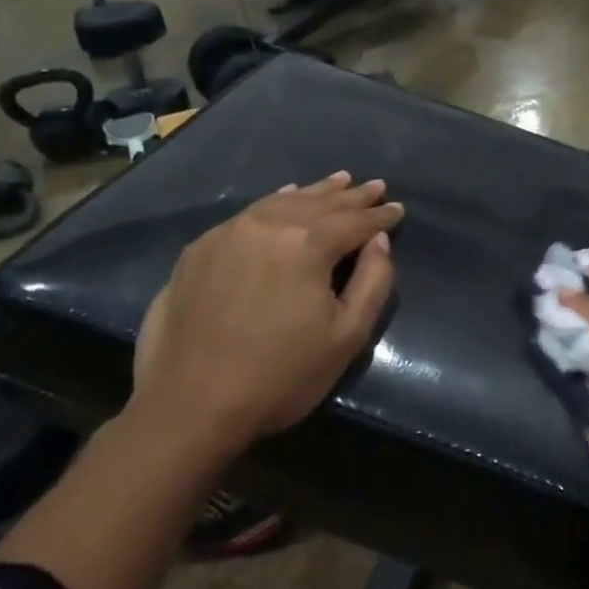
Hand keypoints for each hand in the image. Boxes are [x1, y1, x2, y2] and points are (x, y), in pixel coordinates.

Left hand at [130, 172, 403, 456]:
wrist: (188, 406)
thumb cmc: (280, 375)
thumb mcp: (347, 336)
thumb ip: (373, 281)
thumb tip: (378, 240)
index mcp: (307, 244)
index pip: (355, 221)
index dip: (380, 215)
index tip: (399, 208)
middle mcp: (267, 225)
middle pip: (320, 204)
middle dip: (351, 196)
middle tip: (375, 186)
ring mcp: (228, 234)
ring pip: (282, 202)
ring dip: (315, 193)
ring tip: (338, 181)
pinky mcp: (198, 250)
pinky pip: (248, 214)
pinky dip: (276, 202)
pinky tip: (284, 198)